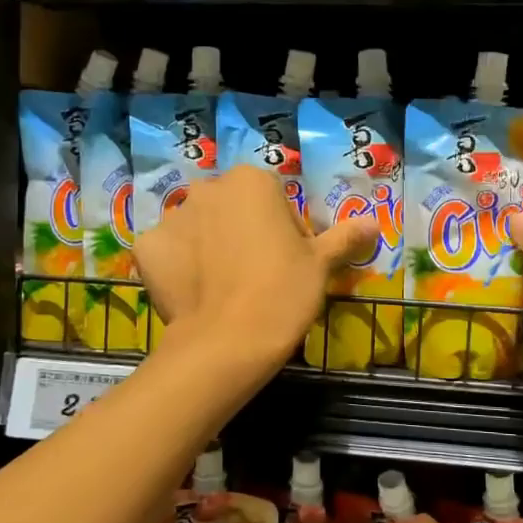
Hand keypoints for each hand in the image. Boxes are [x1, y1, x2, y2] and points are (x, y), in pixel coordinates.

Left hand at [134, 166, 378, 369]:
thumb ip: (344, 236)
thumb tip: (375, 223)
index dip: (286, 230)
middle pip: (232, 207)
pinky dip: (177, 264)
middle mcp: (208, 188)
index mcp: (252, 180)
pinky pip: (167, 250)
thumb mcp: (320, 264)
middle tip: (256, 274)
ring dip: (209, 245)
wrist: (229, 342)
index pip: (274, 198)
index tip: (289, 262)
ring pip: (199, 227)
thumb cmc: (283, 293)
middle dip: (243, 231)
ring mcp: (173, 216)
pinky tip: (193, 290)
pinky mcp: (147, 247)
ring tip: (223, 287)